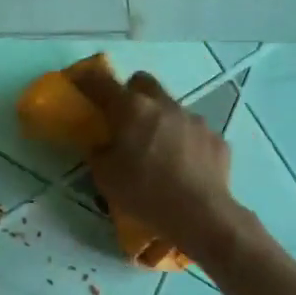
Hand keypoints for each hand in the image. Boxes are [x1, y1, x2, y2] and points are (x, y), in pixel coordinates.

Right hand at [68, 68, 241, 259]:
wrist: (200, 214)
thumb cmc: (145, 193)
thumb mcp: (106, 177)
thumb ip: (99, 153)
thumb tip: (102, 145)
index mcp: (132, 109)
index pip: (102, 83)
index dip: (88, 80)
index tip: (79, 82)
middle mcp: (164, 105)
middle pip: (143, 83)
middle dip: (131, 95)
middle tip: (125, 120)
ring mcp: (194, 119)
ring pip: (171, 108)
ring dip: (161, 121)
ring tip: (159, 151)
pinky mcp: (216, 137)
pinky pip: (194, 132)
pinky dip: (186, 143)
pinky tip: (185, 167)